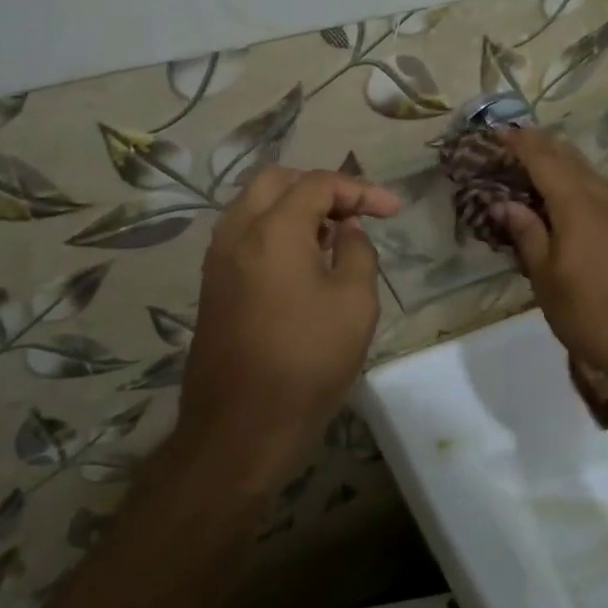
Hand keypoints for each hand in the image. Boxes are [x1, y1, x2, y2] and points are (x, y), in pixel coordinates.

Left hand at [175, 167, 400, 493]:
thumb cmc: (307, 360)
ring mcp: (217, 260)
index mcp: (273, 229)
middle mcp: (236, 232)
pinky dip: (276, 233)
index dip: (361, 189)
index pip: (318, 183)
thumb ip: (357, 252)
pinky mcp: (213, 286)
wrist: (240, 427)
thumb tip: (347, 230)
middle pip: (276, 181)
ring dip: (295, 209)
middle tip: (355, 212)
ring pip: (255, 207)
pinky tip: (304, 263)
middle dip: (321, 188)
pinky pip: (245, 237)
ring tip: (333, 237)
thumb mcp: (354, 302)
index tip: (394, 210)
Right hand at [496, 128, 607, 393]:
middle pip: (572, 160)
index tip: (500, 131)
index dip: (521, 143)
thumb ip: (527, 235)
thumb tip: (505, 204)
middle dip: (544, 146)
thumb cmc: (590, 315)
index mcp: (577, 205)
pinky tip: (580, 202)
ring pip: (594, 176)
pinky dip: (585, 187)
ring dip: (567, 164)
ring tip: (545, 164)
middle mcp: (606, 200)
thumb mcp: (547, 278)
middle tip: (519, 140)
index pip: (544, 160)